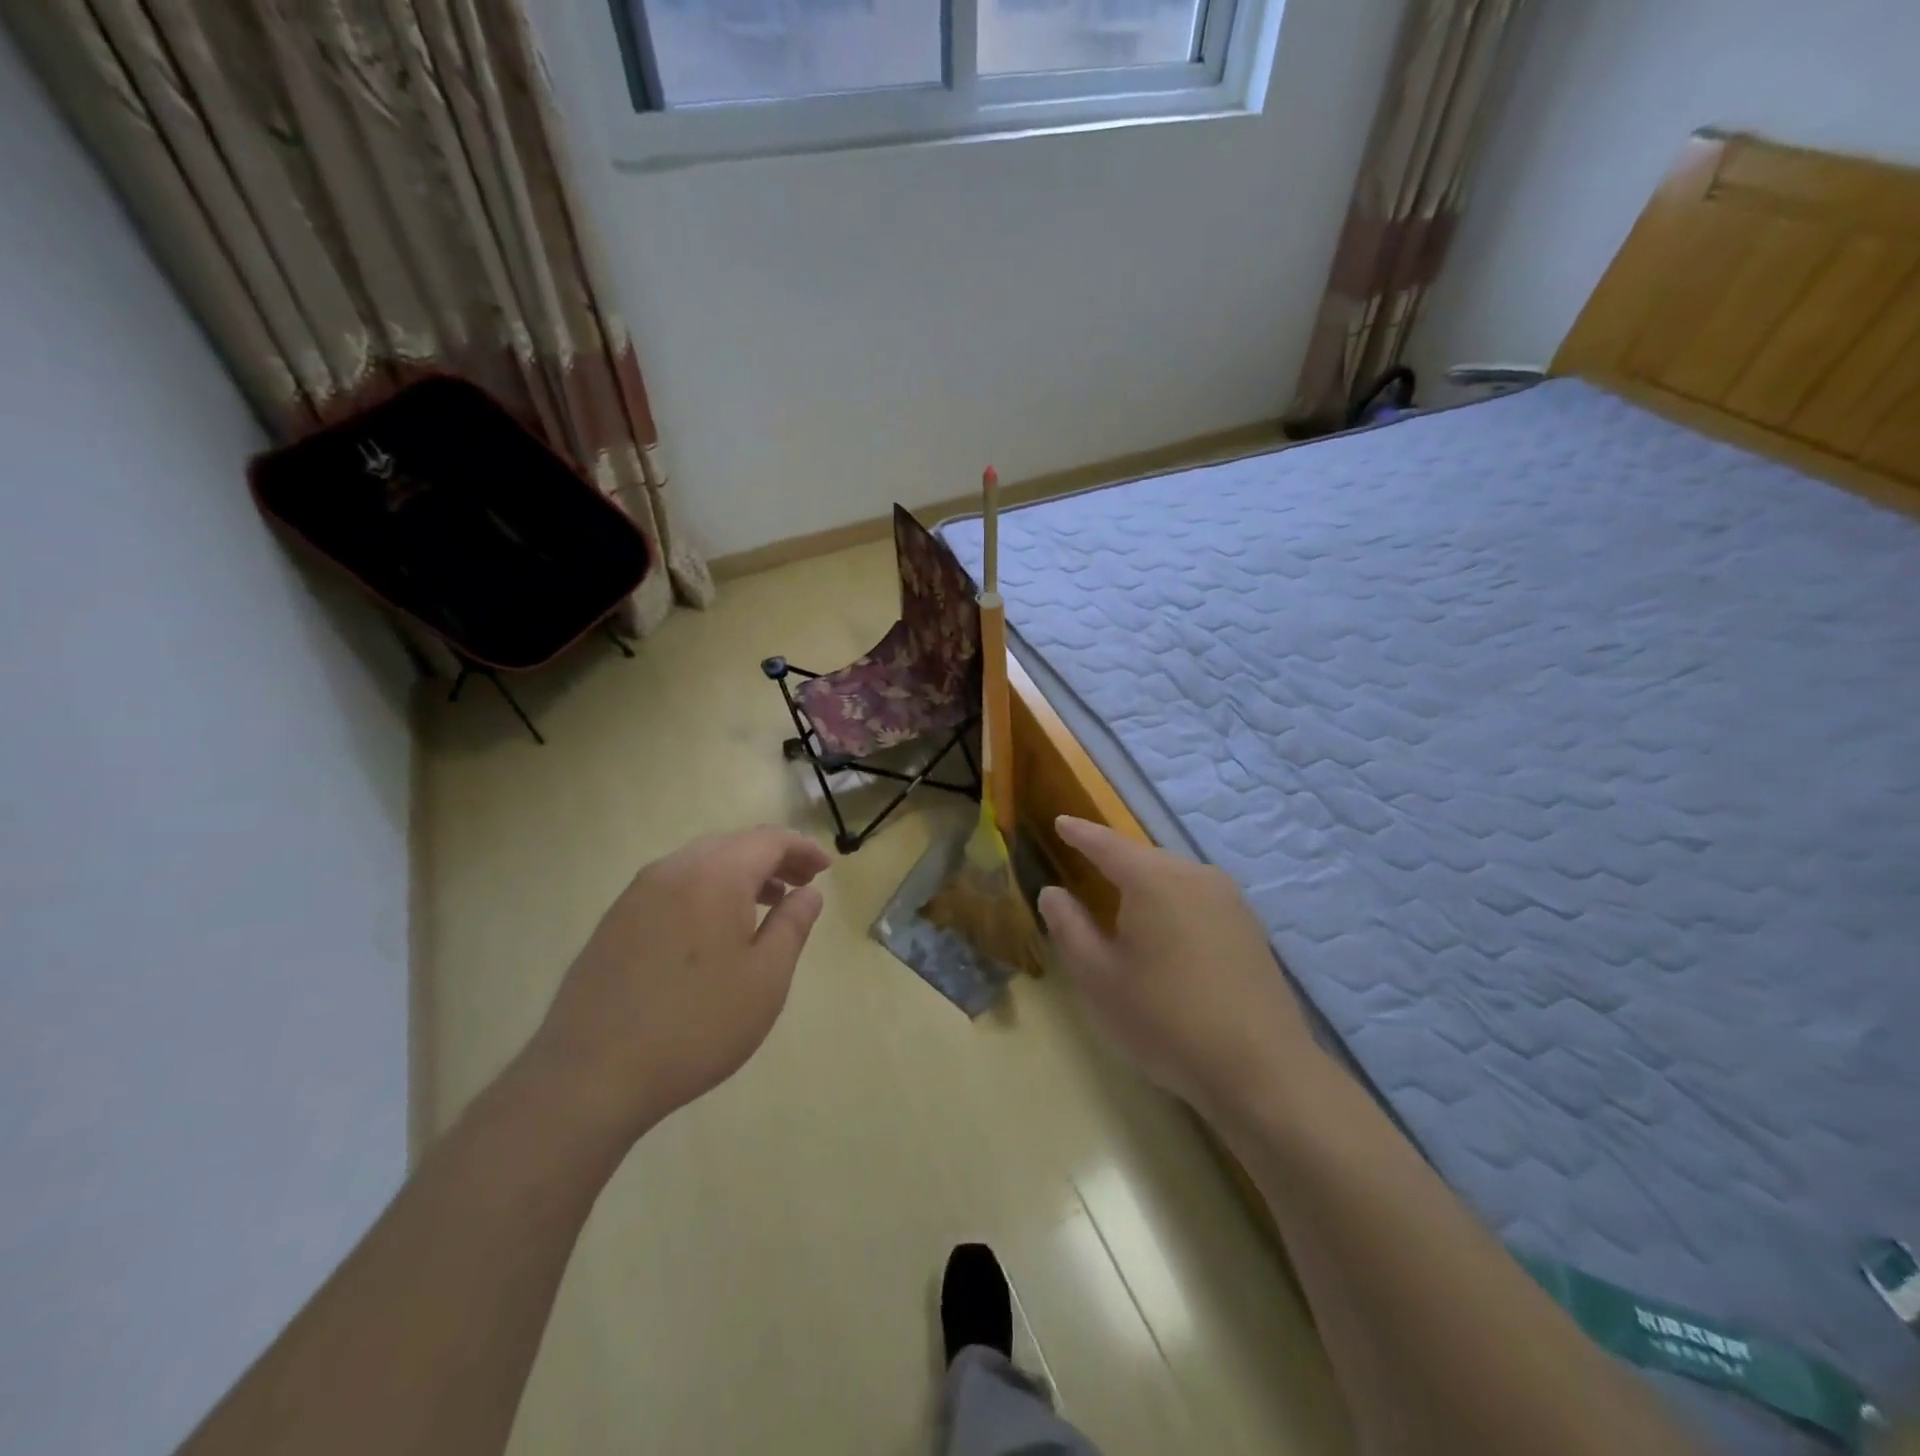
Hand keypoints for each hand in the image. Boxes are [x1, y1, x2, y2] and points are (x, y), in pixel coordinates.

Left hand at [527, 826, 831, 1142]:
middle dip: (772, 858)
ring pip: (700, 863)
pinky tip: (713, 931)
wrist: (591, 1075)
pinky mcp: (615, 921)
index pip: (769, 840)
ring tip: (764, 905)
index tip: (825, 870)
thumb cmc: (697, 1025)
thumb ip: (793, 925)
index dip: (802, 849)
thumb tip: (808, 892)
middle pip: (733, 845)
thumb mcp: (766, 978)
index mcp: (716, 875)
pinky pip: (673, 886)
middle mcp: (674, 869)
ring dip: (739, 874)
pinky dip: (706, 890)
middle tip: (801, 885)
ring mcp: (637, 894)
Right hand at [1037, 816, 1317, 1123]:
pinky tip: (1168, 931)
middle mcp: (1194, 875)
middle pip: (1144, 858)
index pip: (1107, 844)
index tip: (1060, 822)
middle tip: (1086, 868)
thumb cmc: (1164, 1019)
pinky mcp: (1249, 926)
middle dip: (1114, 860)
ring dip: (1146, 883)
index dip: (1080, 833)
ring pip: (1174, 876)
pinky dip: (1173, 902)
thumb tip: (1052, 892)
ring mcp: (1229, 899)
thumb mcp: (1098, 978)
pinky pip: (1198, 897)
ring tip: (1124, 904)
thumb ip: (1069, 927)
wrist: (1260, 1068)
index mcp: (1153, 880)